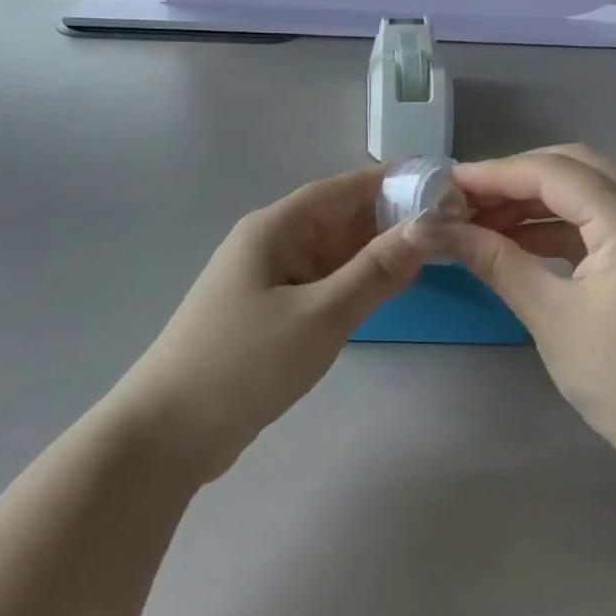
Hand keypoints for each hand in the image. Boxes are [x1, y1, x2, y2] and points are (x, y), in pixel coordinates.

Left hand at [113, 166, 425, 481]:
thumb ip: (374, 273)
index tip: (438, 181)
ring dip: (374, 253)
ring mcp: (267, 280)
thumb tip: (425, 229)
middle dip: (388, 219)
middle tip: (448, 225)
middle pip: (337, 219)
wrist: (167, 433)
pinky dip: (354, 283)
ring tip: (430, 254)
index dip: (389, 181)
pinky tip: (387, 291)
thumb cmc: (243, 363)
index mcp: (274, 228)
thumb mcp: (319, 316)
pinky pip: (321, 284)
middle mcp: (270, 244)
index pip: (340, 189)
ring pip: (331, 254)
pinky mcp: (269, 314)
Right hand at [427, 146, 615, 475]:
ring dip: (535, 199)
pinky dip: (556, 223)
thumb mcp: (549, 315)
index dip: (496, 174)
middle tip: (465, 199)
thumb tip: (437, 230)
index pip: (554, 173)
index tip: (446, 185)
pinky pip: (597, 219)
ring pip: (587, 189)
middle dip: (516, 177)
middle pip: (574, 166)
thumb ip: (495, 261)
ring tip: (481, 220)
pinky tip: (516, 240)